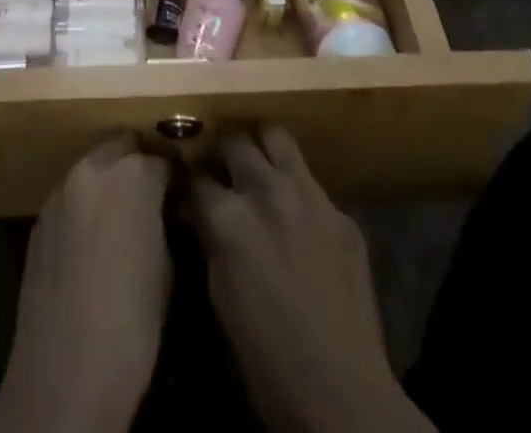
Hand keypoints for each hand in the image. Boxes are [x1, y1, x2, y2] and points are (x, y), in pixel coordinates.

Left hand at [0, 139, 170, 432]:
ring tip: (119, 221)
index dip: (173, 181)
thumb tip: (162, 214)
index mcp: (133, 175)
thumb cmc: (131, 325)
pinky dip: (83, 208)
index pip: (162, 160)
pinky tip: (90, 244)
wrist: (63, 376)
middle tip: (150, 201)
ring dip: (107, 183)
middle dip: (137, 166)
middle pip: (121, 147)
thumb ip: (163, 223)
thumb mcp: (167, 269)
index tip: (179, 201)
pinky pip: (69, 199)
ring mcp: (60, 192)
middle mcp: (93, 168)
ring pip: (91, 169)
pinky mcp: (38, 219)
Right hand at [191, 130, 434, 432]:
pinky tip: (299, 217)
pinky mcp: (341, 212)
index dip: (190, 180)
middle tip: (222, 168)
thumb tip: (199, 212)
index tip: (188, 183)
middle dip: (224, 152)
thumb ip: (210, 241)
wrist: (342, 393)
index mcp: (230, 217)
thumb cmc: (267, 357)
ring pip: (278, 137)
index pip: (197, 176)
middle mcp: (267, 191)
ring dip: (263, 148)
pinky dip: (299, 191)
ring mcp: (309, 195)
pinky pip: (313, 183)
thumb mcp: (221, 297)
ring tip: (259, 165)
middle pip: (236, 142)